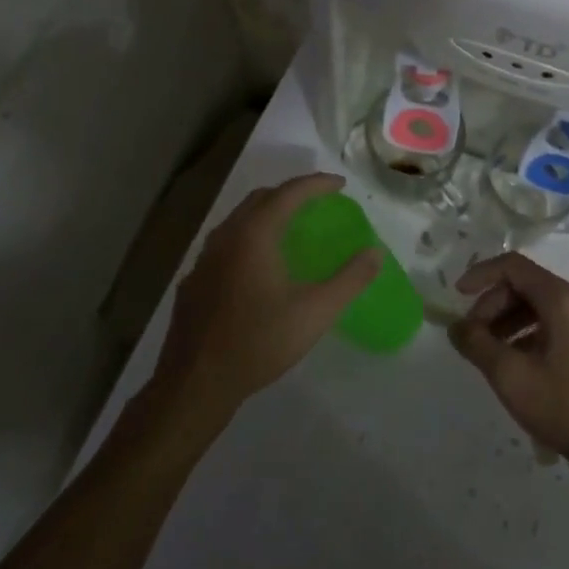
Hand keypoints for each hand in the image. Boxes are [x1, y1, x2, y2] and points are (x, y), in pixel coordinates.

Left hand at [151, 173, 378, 422]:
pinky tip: (257, 267)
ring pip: (239, 220)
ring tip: (290, 229)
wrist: (196, 384)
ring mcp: (204, 258)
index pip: (289, 193)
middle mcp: (226, 236)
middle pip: (260, 199)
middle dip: (290, 194)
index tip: (340, 184)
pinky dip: (248, 239)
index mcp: (254, 234)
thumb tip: (375, 253)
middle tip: (317, 203)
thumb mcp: (315, 312)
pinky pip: (225, 245)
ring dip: (266, 215)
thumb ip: (349, 280)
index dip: (317, 184)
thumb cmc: (259, 342)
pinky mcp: (193, 281)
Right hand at [449, 254, 568, 471]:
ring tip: (488, 350)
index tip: (458, 296)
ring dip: (506, 319)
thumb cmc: (564, 407)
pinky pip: (551, 321)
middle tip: (472, 335)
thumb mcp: (510, 376)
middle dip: (492, 304)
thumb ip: (477, 344)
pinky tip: (513, 360)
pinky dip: (526, 332)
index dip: (481, 275)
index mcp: (562, 299)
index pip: (513, 266)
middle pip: (524, 284)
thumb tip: (456, 326)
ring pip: (537, 304)